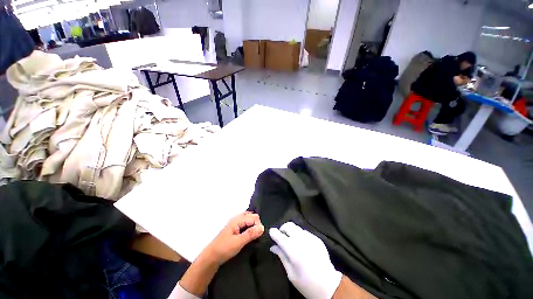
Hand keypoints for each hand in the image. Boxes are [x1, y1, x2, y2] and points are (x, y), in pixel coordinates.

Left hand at [177, 212, 263, 296]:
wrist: (211, 257)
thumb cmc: (224, 249)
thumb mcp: (238, 242)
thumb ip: (250, 234)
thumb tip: (262, 228)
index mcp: (237, 219)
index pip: (254, 217)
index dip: (258, 225)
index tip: (260, 236)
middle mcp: (237, 218)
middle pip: (252, 216)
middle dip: (257, 224)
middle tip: (257, 236)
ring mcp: (236, 223)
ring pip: (249, 219)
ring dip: (254, 226)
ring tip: (255, 235)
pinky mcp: (235, 228)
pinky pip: (246, 223)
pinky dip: (250, 227)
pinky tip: (250, 235)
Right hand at [270, 222, 341, 298]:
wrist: (329, 285)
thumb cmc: (307, 283)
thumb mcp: (291, 273)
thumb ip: (282, 256)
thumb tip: (273, 247)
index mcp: (293, 250)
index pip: (279, 235)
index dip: (274, 232)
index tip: (271, 232)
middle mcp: (301, 240)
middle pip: (289, 226)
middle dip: (282, 228)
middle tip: (281, 236)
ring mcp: (310, 237)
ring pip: (297, 227)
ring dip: (291, 231)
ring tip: (291, 240)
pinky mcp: (317, 238)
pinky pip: (305, 232)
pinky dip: (300, 235)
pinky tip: (302, 245)